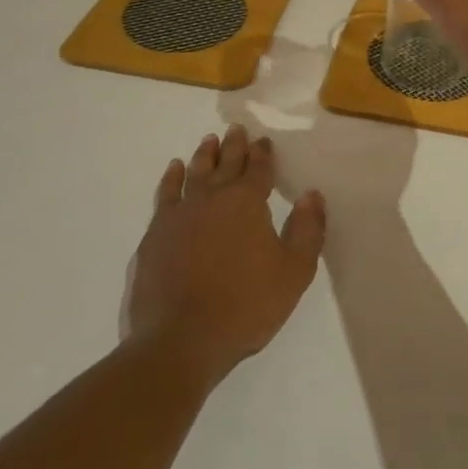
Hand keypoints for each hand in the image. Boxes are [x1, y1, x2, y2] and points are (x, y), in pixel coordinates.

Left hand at [125, 126, 326, 386]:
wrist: (179, 340)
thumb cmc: (245, 306)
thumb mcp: (293, 272)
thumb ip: (307, 230)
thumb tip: (312, 195)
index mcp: (247, 203)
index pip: (258, 169)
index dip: (262, 154)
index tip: (263, 141)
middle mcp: (213, 198)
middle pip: (225, 163)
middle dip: (234, 145)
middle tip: (236, 128)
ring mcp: (180, 214)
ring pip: (194, 173)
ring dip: (203, 155)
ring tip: (208, 141)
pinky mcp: (156, 233)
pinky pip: (165, 194)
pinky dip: (171, 178)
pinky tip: (173, 170)